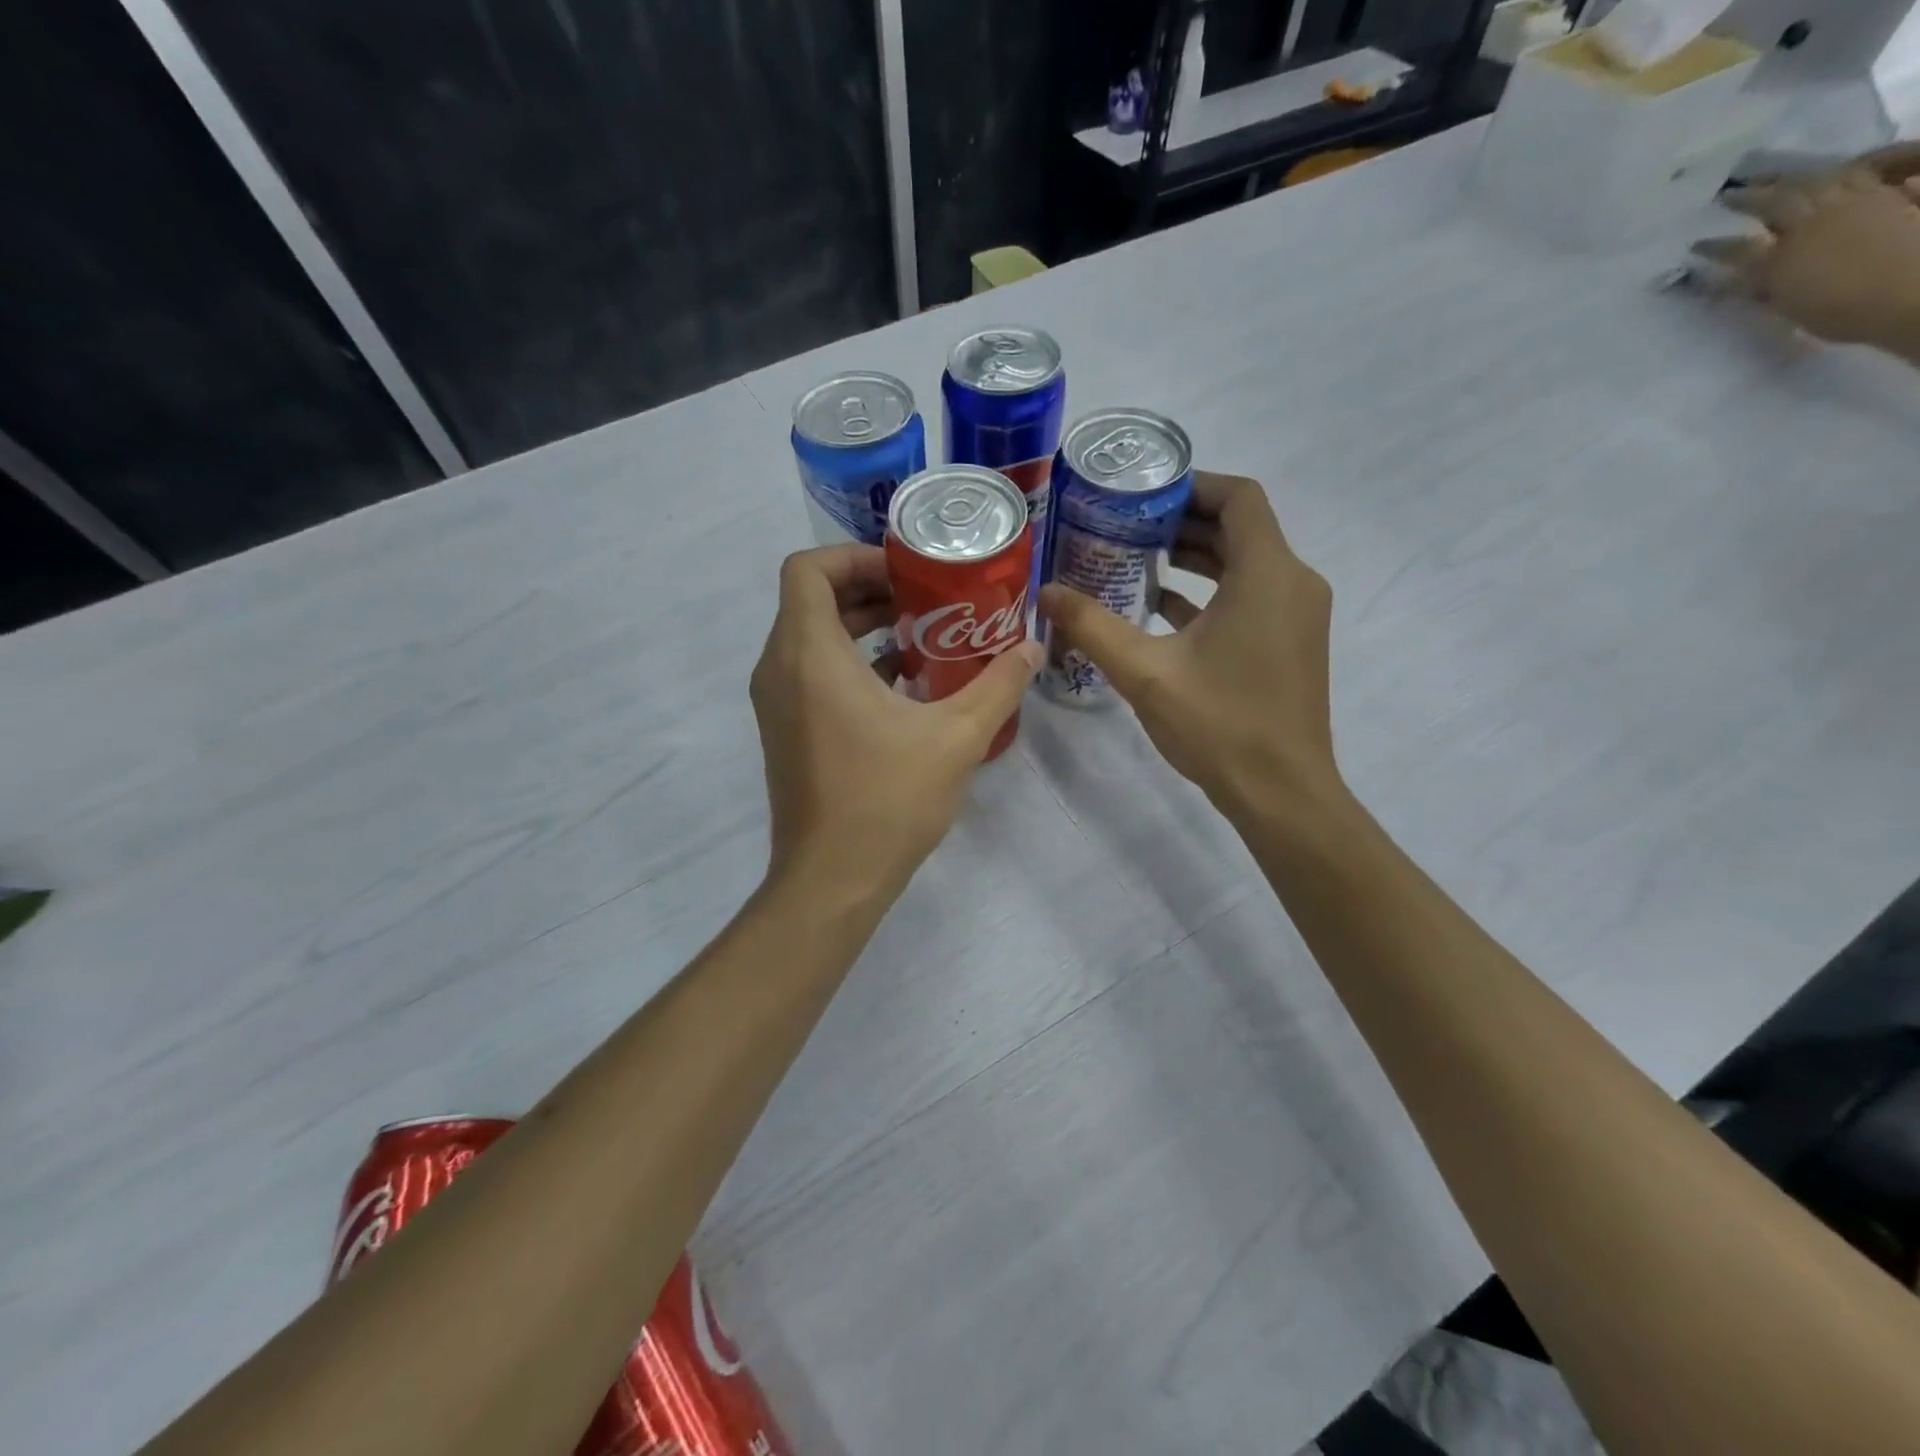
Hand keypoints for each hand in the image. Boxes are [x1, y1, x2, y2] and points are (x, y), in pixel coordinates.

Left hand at [750, 544, 1040, 903]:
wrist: (831, 880)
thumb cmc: (886, 800)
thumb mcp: (957, 737)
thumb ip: (998, 684)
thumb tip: (1032, 647)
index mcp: (810, 655)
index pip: (809, 569)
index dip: (856, 557)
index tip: (907, 573)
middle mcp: (779, 669)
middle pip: (812, 599)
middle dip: (869, 590)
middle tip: (927, 597)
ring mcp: (777, 703)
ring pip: (811, 637)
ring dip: (861, 627)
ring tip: (923, 634)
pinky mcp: (785, 731)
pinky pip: (810, 673)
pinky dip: (850, 663)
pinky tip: (905, 684)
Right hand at [1037, 471, 1342, 823]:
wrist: (1281, 792)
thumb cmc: (1219, 724)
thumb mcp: (1145, 672)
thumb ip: (1093, 625)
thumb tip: (1047, 591)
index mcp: (1267, 574)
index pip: (1238, 497)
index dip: (1191, 485)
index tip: (1142, 494)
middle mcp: (1293, 582)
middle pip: (1240, 528)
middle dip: (1181, 522)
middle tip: (1124, 526)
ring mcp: (1297, 615)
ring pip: (1244, 564)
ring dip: (1194, 558)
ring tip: (1135, 559)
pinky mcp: (1290, 642)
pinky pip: (1250, 597)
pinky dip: (1210, 592)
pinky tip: (1160, 608)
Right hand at [1693, 159, 1919, 358]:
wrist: (1913, 294)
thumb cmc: (1843, 313)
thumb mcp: (1789, 309)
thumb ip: (1764, 290)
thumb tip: (1739, 280)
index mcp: (1777, 260)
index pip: (1734, 250)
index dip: (1712, 248)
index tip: (1695, 245)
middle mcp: (1809, 225)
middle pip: (1774, 203)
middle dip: (1748, 198)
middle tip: (1729, 195)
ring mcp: (1851, 204)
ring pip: (1815, 181)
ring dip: (1791, 178)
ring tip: (1775, 178)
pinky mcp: (1884, 195)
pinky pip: (1859, 172)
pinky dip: (1841, 169)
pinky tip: (1833, 170)